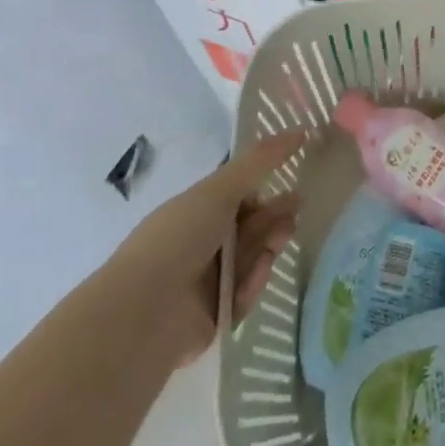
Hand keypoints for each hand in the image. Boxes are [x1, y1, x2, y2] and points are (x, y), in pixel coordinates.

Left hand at [119, 132, 304, 365]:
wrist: (144, 311)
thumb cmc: (179, 238)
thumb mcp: (220, 190)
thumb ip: (261, 161)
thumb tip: (300, 129)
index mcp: (196, 211)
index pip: (239, 197)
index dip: (265, 189)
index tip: (293, 182)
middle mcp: (202, 243)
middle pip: (250, 227)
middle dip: (274, 217)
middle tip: (297, 210)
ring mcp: (207, 281)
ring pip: (251, 258)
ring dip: (268, 246)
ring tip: (280, 241)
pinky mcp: (215, 315)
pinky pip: (244, 294)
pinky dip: (251, 284)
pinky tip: (253, 276)